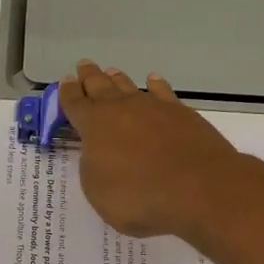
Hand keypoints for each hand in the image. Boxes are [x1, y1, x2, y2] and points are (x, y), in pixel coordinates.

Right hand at [59, 60, 247, 240]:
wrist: (199, 188)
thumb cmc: (139, 197)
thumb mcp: (98, 191)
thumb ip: (93, 167)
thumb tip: (99, 151)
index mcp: (94, 125)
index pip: (75, 104)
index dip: (68, 93)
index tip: (65, 81)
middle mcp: (121, 109)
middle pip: (100, 86)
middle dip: (90, 77)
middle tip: (84, 66)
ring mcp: (154, 108)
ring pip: (130, 86)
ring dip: (118, 79)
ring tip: (111, 72)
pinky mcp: (182, 113)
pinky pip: (163, 92)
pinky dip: (156, 85)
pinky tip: (154, 81)